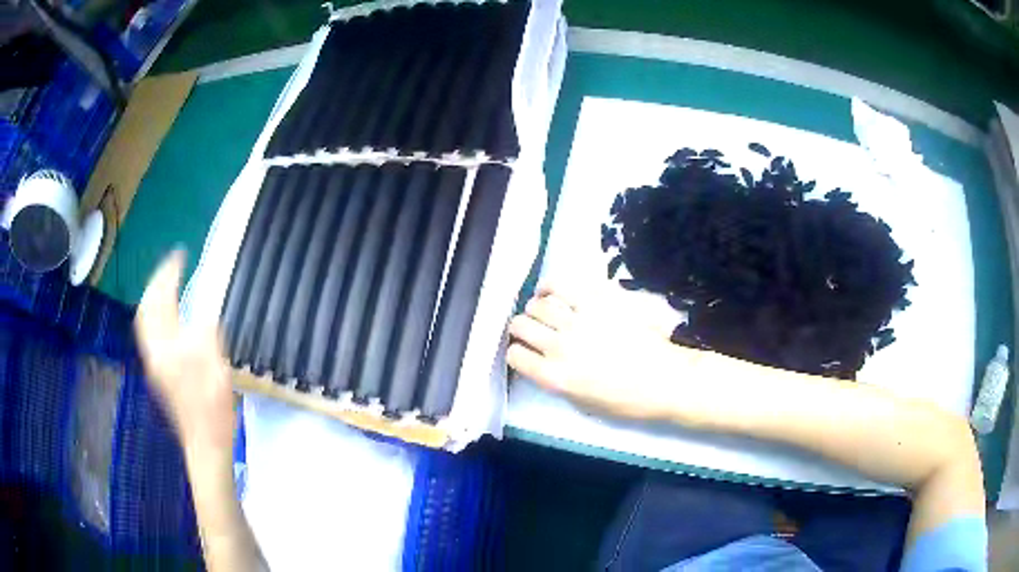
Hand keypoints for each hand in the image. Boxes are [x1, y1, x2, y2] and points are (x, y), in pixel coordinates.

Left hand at [134, 251, 235, 453]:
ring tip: (167, 284)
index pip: (161, 301)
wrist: (205, 442)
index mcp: (164, 346)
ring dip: (154, 298)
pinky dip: (157, 315)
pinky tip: (168, 314)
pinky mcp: (160, 373)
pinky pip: (151, 333)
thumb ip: (206, 328)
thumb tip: (204, 307)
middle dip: (156, 284)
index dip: (169, 275)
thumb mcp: (214, 360)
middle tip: (171, 267)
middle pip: (146, 310)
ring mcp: (155, 363)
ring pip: (146, 322)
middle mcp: (154, 351)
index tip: (180, 255)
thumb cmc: (211, 404)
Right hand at [507, 285, 699, 420]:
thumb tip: (543, 364)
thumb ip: (557, 383)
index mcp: (555, 377)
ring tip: (542, 310)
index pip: (515, 356)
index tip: (524, 351)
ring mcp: (579, 321)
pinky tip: (550, 291)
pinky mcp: (598, 302)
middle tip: (532, 330)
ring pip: (538, 304)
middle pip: (520, 325)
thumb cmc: (627, 401)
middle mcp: (560, 347)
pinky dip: (550, 286)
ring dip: (535, 308)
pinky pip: (562, 285)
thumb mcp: (583, 404)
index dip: (516, 353)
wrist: (666, 380)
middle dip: (520, 328)